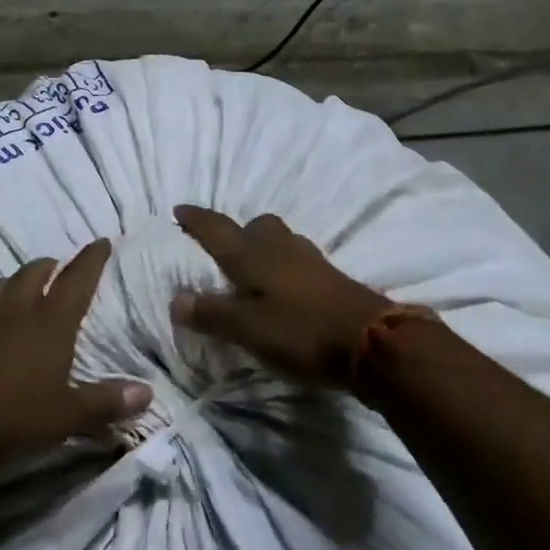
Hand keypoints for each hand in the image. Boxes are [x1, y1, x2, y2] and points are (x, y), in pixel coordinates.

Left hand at [0, 239, 152, 470]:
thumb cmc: (16, 418)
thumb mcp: (70, 416)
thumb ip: (107, 402)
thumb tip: (148, 392)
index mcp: (49, 323)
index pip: (76, 281)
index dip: (91, 260)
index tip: (101, 242)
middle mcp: (13, 314)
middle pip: (31, 275)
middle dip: (47, 267)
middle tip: (56, 267)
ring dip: (5, 286)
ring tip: (12, 290)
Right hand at [170, 206, 390, 386]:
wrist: (372, 340)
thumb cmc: (302, 332)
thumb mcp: (248, 329)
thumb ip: (212, 313)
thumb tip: (176, 299)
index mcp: (252, 255)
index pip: (216, 229)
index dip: (196, 219)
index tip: (178, 209)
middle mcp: (279, 248)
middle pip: (254, 226)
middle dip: (235, 231)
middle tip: (220, 250)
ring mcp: (309, 259)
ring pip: (278, 240)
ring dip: (261, 246)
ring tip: (251, 270)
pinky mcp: (329, 276)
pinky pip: (296, 258)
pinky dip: (282, 264)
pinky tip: (283, 287)